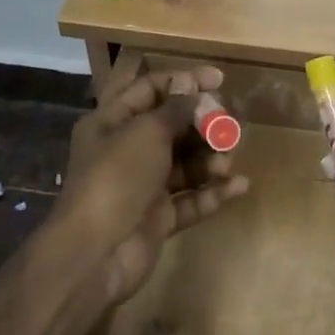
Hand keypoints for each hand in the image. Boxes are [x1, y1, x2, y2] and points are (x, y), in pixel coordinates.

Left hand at [56, 67, 248, 303]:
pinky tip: (239, 186)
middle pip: (173, 126)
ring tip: (227, 162)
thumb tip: (192, 85)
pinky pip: (191, 198)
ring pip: (185, 163)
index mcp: (112, 122)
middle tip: (229, 126)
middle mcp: (127, 150)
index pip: (151, 89)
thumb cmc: (117, 177)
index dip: (185, 81)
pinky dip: (213, 192)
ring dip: (211, 159)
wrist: (94, 255)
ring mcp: (144, 186)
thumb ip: (176, 108)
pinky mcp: (158, 218)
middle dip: (204, 124)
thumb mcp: (146, 132)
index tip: (219, 80)